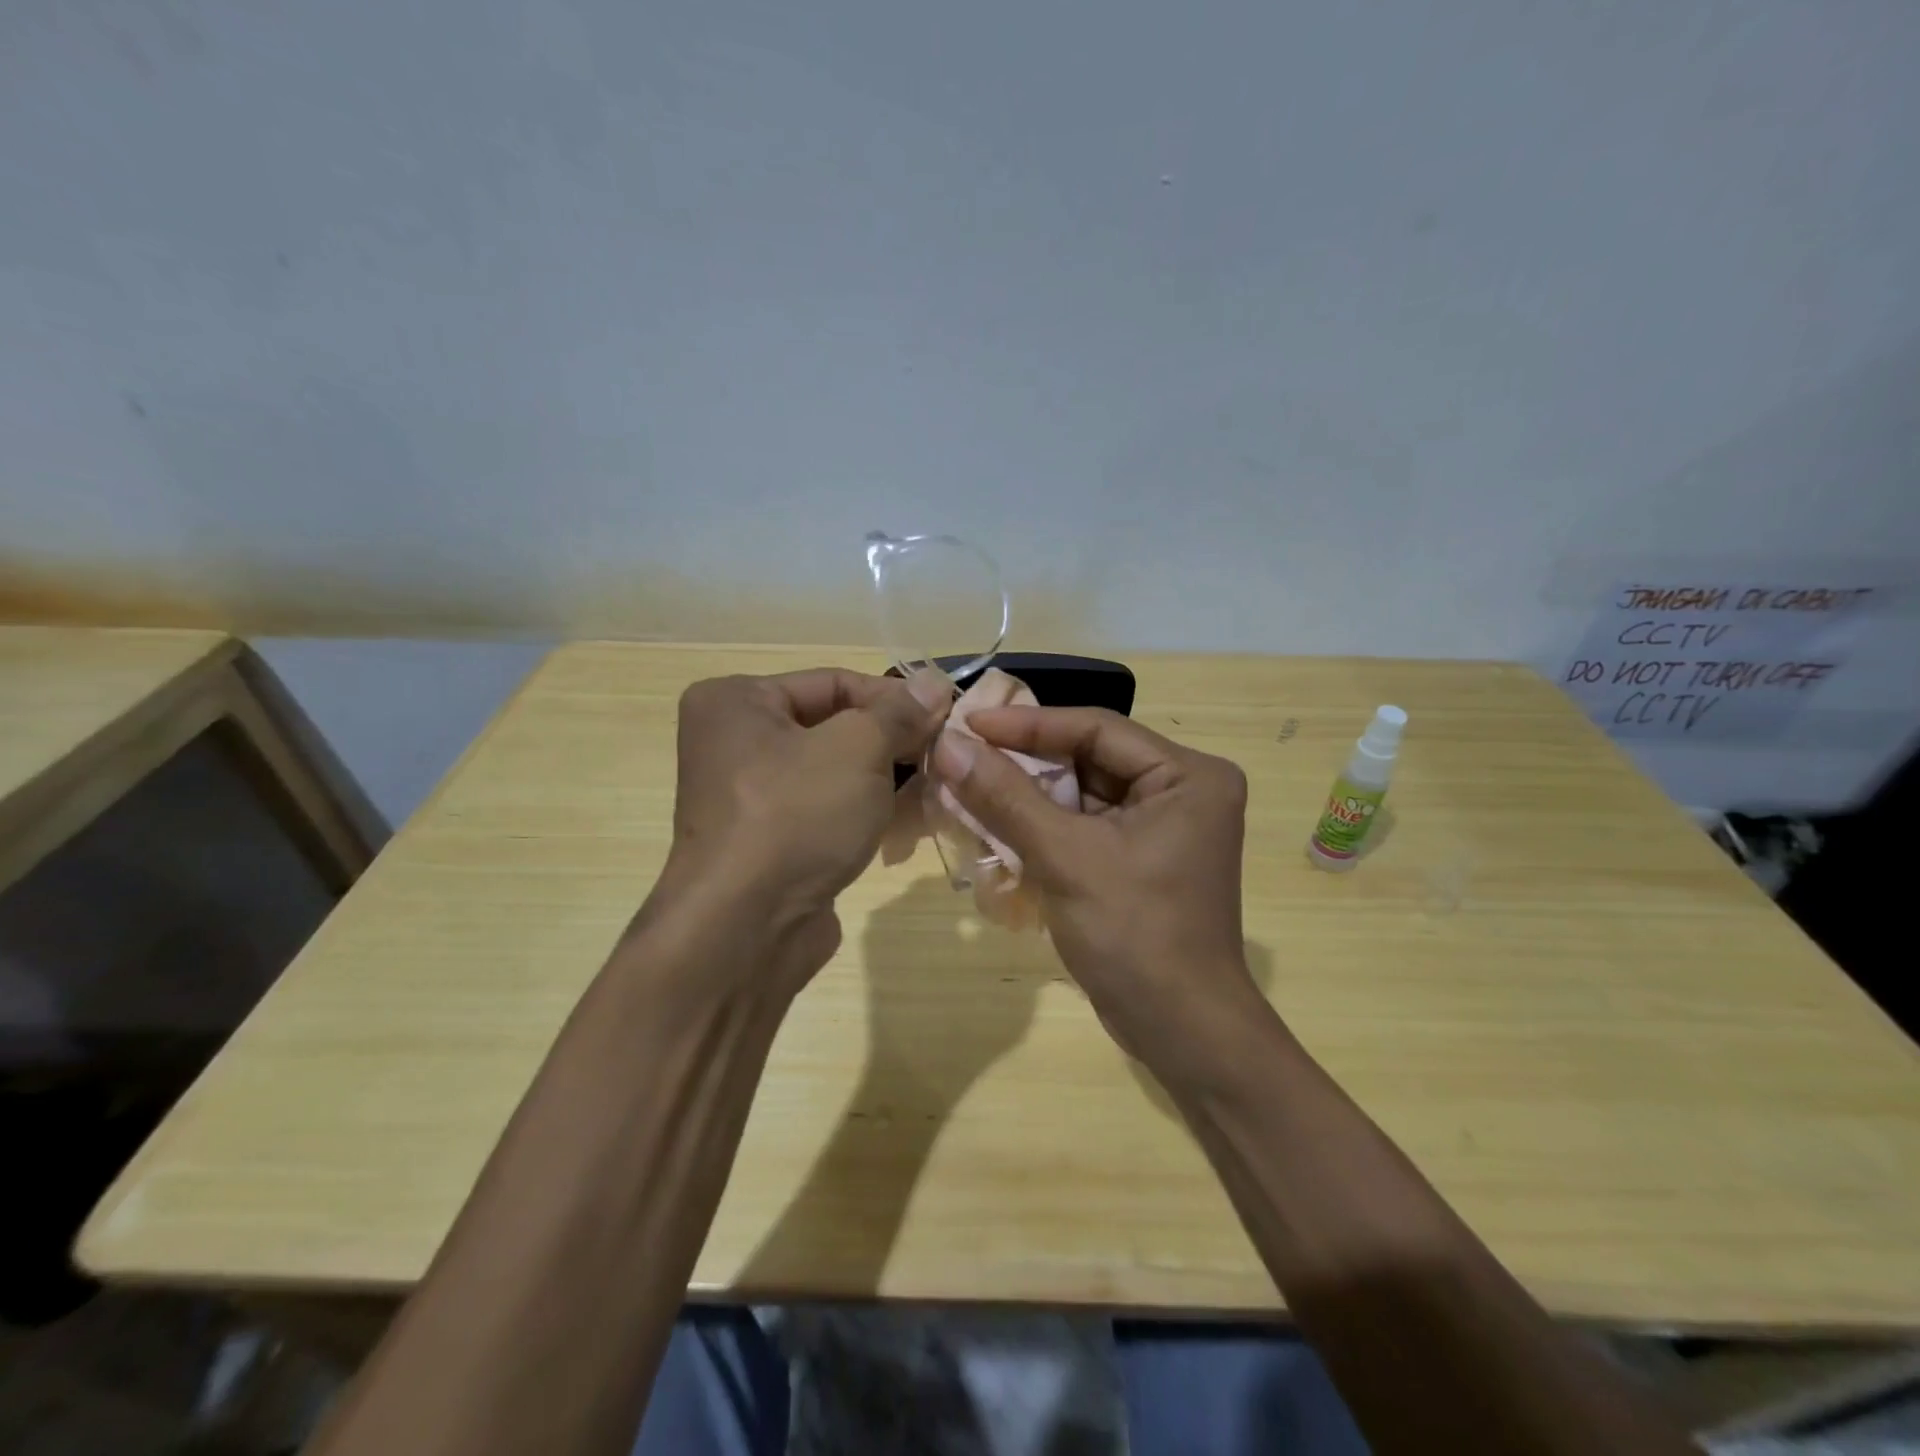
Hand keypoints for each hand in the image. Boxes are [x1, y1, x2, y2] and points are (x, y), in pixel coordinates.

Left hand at [644, 668, 950, 992]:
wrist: (746, 929)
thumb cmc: (796, 816)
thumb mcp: (858, 749)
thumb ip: (899, 713)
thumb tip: (935, 684)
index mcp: (736, 701)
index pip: (834, 682)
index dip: (894, 698)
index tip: (944, 717)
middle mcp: (733, 742)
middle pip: (833, 726)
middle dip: (891, 742)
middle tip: (942, 755)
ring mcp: (748, 796)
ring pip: (834, 771)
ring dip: (884, 779)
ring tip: (933, 789)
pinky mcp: (767, 840)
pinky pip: (824, 809)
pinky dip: (862, 811)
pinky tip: (905, 823)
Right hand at [930, 706, 1262, 1074]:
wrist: (1181, 1032)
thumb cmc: (1135, 934)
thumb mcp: (1066, 858)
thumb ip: (1006, 797)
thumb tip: (947, 744)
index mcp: (1188, 775)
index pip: (1097, 729)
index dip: (1027, 724)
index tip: (967, 721)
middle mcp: (1182, 790)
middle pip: (1089, 758)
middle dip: (1025, 761)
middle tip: (962, 754)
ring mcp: (1164, 826)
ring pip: (1081, 793)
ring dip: (1027, 795)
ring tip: (967, 784)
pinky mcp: (1142, 858)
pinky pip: (1084, 825)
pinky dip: (1043, 826)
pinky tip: (996, 824)